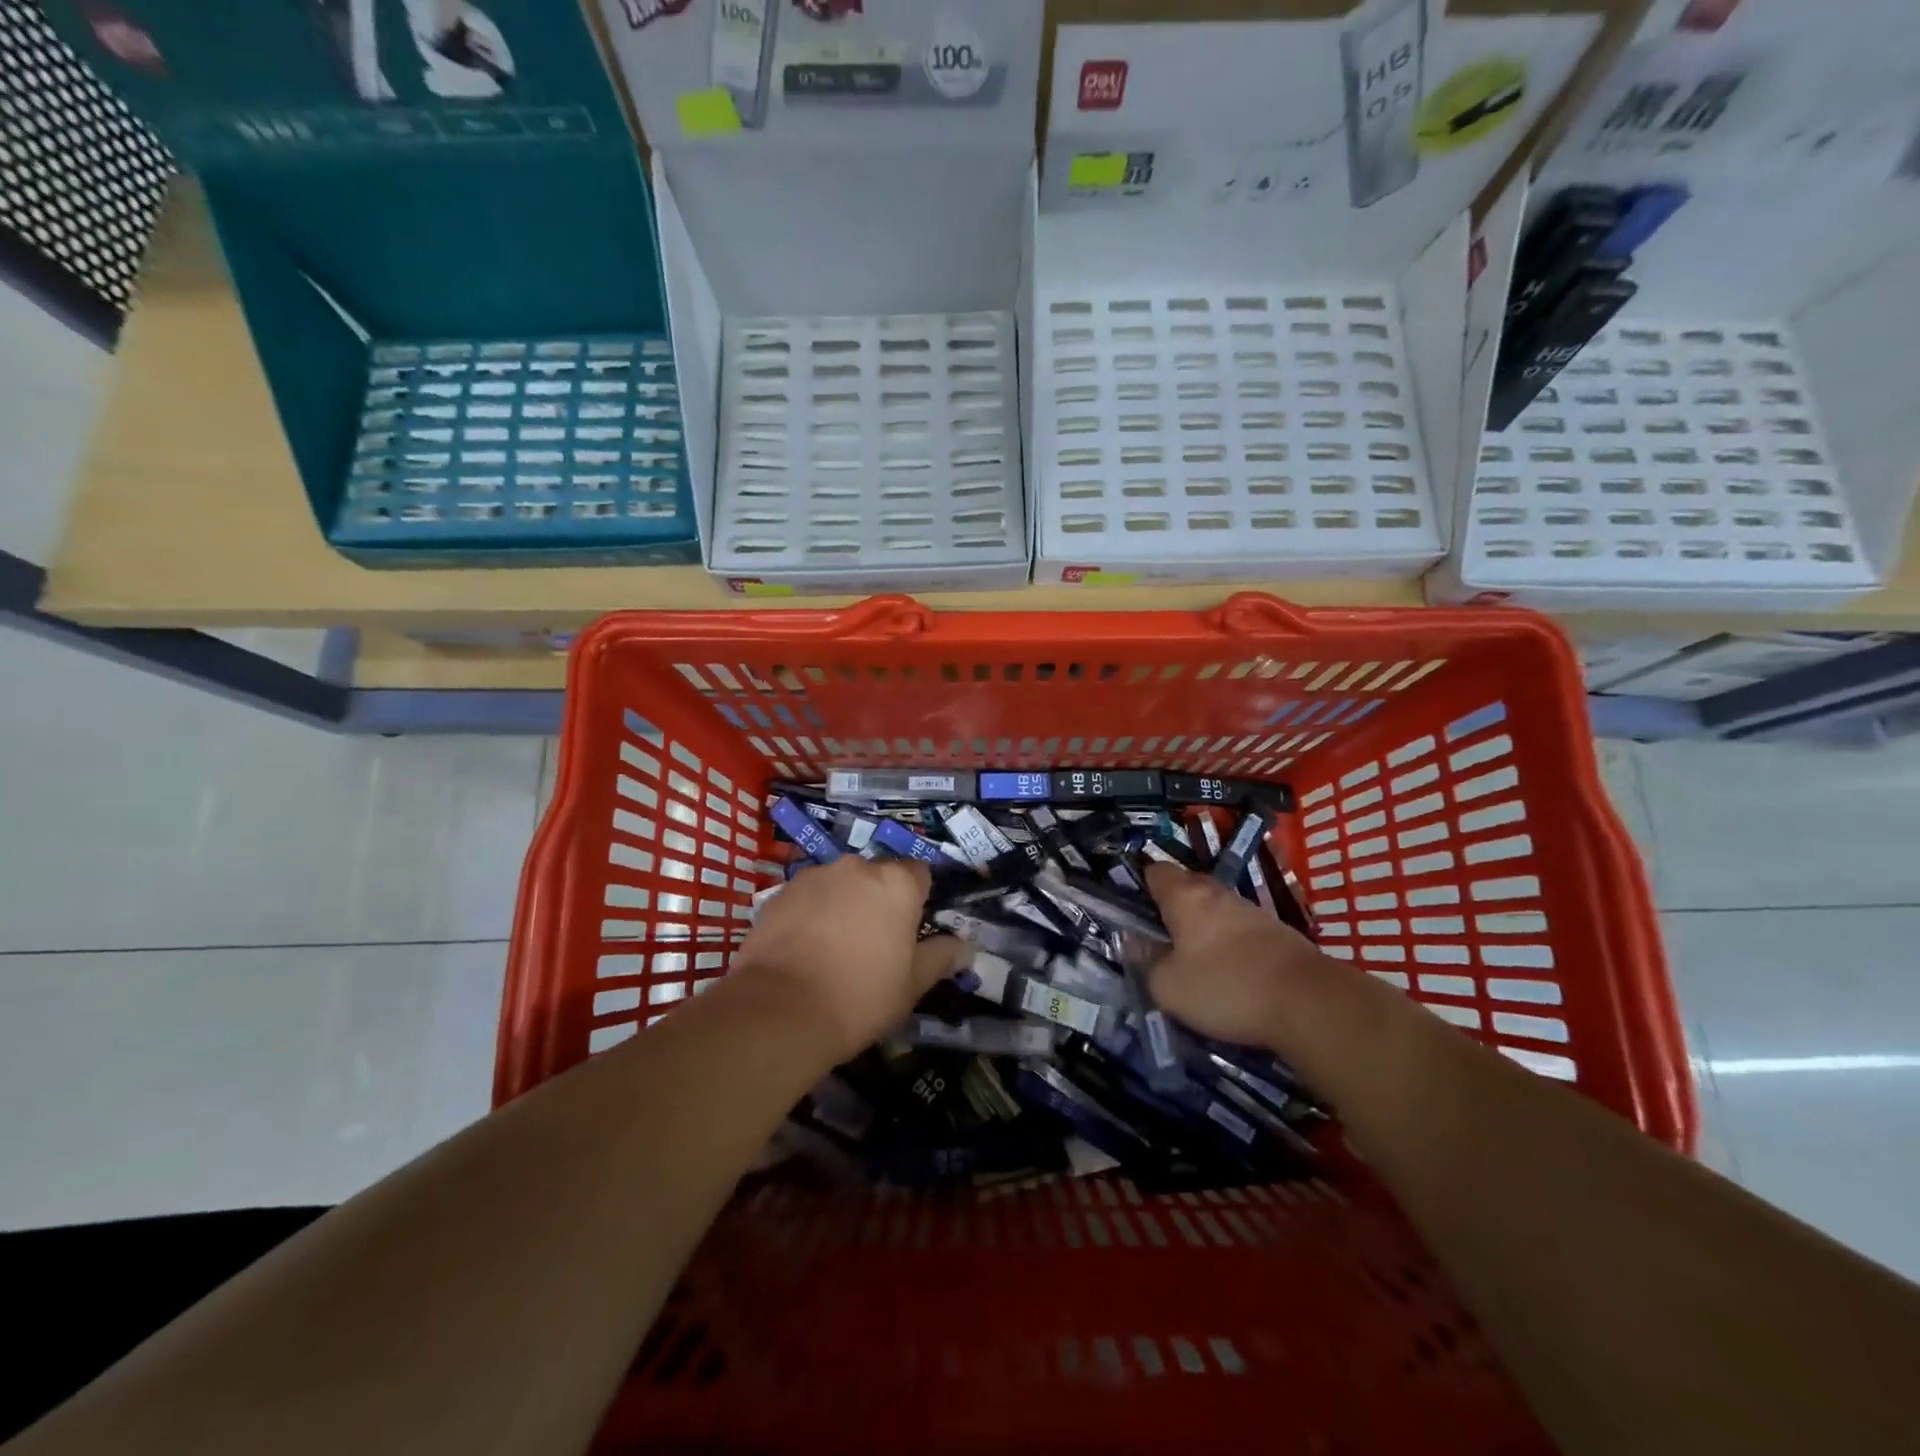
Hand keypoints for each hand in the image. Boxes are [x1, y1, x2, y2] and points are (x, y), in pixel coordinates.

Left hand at [729, 856, 963, 1062]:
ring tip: (833, 948)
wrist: (778, 1011)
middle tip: (873, 943)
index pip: (920, 874)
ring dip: (843, 904)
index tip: (911, 930)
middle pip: (877, 876)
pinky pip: (807, 898)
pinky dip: (810, 914)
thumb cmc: (859, 996)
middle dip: (878, 900)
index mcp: (896, 883)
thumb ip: (941, 957)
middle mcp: (856, 867)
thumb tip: (967, 947)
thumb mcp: (912, 985)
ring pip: (840, 885)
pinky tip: (803, 949)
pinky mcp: (779, 893)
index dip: (918, 900)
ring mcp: (814, 876)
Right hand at [1144, 862, 1326, 1048]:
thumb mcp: (1168, 987)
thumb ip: (1145, 961)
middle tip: (1159, 941)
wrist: (1311, 1003)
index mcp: (1184, 896)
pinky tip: (1228, 973)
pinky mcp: (1277, 932)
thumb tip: (1134, 942)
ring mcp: (1251, 910)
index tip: (1132, 911)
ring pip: (1214, 909)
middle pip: (1185, 888)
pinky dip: (1228, 944)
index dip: (1139, 885)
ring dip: (1202, 928)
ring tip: (1193, 961)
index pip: (1154, 870)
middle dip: (1170, 909)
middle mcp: (1217, 892)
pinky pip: (1239, 929)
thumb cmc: (1227, 987)